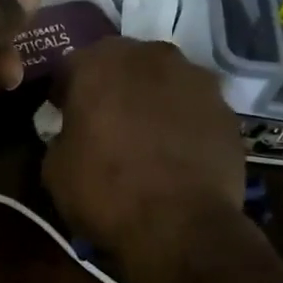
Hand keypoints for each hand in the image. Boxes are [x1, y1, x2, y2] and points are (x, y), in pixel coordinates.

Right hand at [43, 38, 245, 256]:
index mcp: (99, 63)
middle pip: (124, 64)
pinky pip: (194, 109)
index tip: (62, 117)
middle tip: (106, 124)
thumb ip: (63, 136)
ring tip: (147, 140)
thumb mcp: (55, 169)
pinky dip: (184, 124)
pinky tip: (178, 155)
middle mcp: (151, 56)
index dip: (65, 93)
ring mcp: (196, 79)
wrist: (180, 226)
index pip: (71, 66)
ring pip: (164, 82)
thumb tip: (75, 135)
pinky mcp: (226, 109)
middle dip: (113, 88)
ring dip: (152, 101)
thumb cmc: (106, 192)